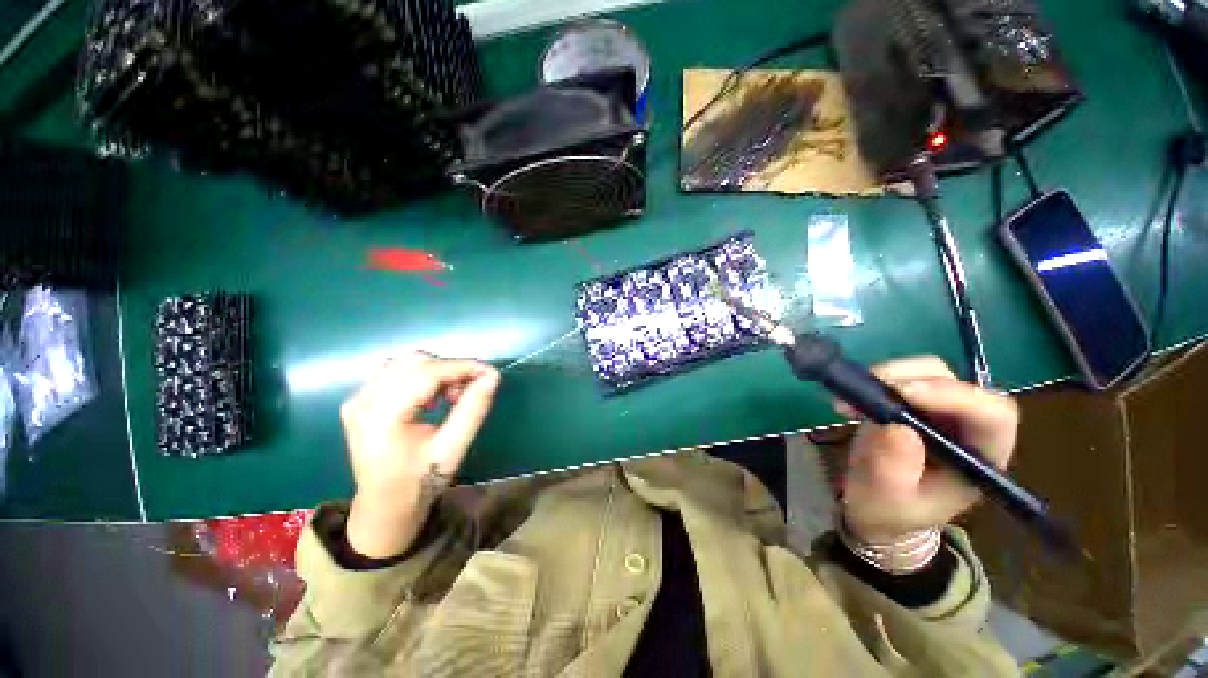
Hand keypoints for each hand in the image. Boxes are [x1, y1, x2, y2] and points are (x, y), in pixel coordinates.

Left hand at [340, 351, 499, 558]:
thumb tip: (492, 377)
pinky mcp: (360, 400)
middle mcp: (363, 400)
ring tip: (451, 396)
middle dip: (450, 369)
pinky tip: (432, 397)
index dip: (463, 367)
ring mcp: (357, 399)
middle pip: (415, 362)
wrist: (384, 507)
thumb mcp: (453, 448)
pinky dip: (422, 376)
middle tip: (468, 391)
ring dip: (437, 371)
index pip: (427, 373)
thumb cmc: (420, 482)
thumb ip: (473, 409)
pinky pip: (396, 371)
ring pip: (406, 362)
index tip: (491, 373)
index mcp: (382, 416)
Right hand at [837, 356, 1017, 544]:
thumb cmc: (889, 511)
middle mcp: (967, 428)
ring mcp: (939, 413)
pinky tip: (849, 401)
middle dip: (913, 378)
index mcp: (979, 459)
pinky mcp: (911, 404)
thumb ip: (894, 469)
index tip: (903, 392)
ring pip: (929, 372)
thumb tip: (896, 427)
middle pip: (959, 383)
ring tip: (852, 397)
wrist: (875, 507)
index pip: (991, 416)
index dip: (955, 396)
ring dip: (889, 376)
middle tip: (869, 387)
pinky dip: (873, 381)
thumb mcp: (888, 499)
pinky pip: (900, 377)